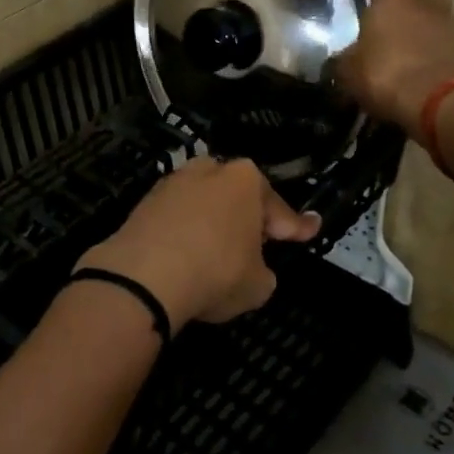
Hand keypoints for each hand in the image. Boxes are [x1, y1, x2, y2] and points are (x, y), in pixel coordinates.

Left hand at [75, 158, 322, 331]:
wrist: (144, 275)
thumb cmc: (216, 272)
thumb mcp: (259, 284)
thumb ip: (262, 269)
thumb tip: (252, 267)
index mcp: (246, 179)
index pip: (279, 208)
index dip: (296, 226)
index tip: (309, 230)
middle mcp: (209, 169)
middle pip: (237, 196)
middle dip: (249, 217)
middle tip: (258, 245)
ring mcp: (173, 182)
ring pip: (204, 203)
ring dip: (214, 223)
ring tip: (218, 253)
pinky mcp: (145, 200)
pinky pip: (177, 217)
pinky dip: (186, 231)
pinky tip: (187, 255)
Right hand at [335, 0, 453, 133]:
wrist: (440, 107)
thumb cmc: (386, 72)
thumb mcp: (345, 67)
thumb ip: (340, 54)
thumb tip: (338, 57)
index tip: (339, 2)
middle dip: (381, 11)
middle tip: (358, 29)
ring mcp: (447, 20)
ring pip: (416, 19)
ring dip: (401, 32)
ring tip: (379, 52)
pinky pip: (429, 42)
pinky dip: (417, 51)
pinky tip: (400, 67)